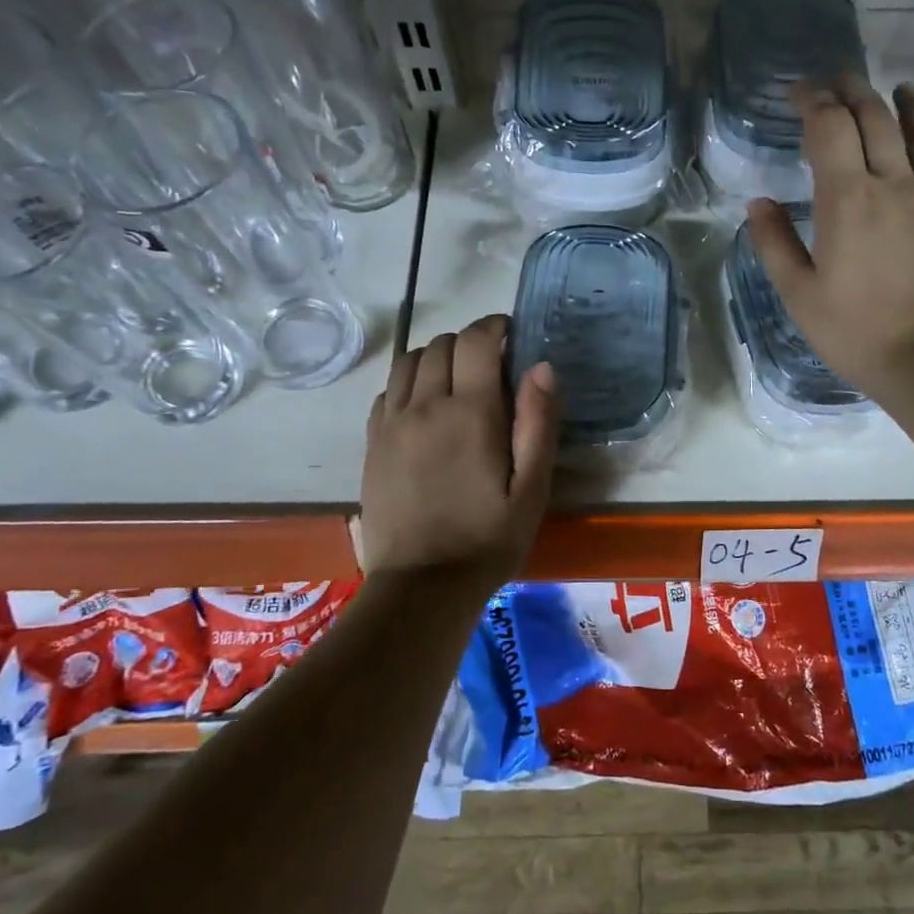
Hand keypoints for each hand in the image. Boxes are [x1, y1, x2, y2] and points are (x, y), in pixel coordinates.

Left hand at [360, 314, 558, 591]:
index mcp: (470, 413)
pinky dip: (409, 383)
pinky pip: (388, 390)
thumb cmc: (489, 539)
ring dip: (436, 357)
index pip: (476, 340)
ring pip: (409, 361)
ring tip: (456, 381)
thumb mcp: (532, 488)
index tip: (511, 335)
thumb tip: (541, 366)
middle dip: (469, 342)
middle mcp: (425, 406)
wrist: (422, 586)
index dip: (494, 327)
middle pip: (441, 344)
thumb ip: (538, 423)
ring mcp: (391, 423)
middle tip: (491, 366)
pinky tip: (425, 408)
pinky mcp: (372, 443)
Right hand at [746, 74, 913, 401]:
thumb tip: (758, 205)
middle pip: (877, 119)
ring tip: (901, 90)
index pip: (830, 127)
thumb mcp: (798, 293)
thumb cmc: (854, 330)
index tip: (797, 93)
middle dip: (854, 91)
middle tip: (837, 81)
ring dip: (910, 106)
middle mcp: (894, 185)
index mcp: (848, 199)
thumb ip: (775, 243)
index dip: (813, 101)